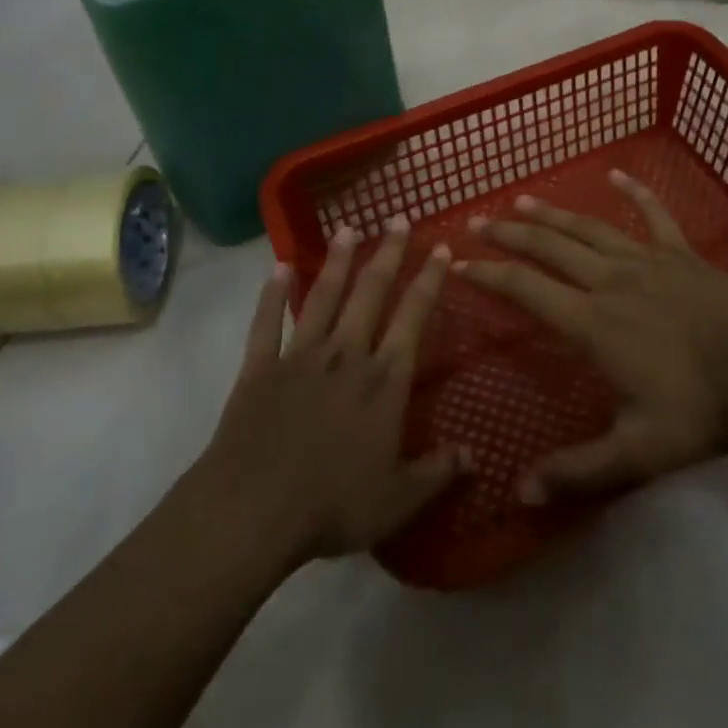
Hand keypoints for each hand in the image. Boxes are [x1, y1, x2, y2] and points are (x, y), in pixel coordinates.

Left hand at [198, 217, 466, 568]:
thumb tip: (475, 457)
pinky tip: (279, 266)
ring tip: (348, 228)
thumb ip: (437, 474)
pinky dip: (272, 294)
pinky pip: (267, 322)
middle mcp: (346, 354)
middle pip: (371, 293)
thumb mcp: (397, 501)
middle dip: (388, 253)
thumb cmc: (332, 505)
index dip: (429, 281)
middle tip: (397, 218)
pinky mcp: (261, 366)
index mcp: (384, 381)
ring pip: (324, 296)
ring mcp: (300, 355)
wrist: (253, 509)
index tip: (440, 248)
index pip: (413, 317)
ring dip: (338, 261)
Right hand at [457, 170, 727, 504]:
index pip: (526, 290)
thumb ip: (580, 472)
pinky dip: (634, 192)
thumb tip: (521, 494)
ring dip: (552, 212)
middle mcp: (609, 281)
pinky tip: (617, 173)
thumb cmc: (703, 408)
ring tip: (522, 200)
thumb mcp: (639, 452)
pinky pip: (653, 214)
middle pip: (549, 248)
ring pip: (588, 228)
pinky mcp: (680, 253)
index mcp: (592, 322)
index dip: (489, 276)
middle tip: (478, 222)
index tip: (458, 265)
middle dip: (509, 234)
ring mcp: (646, 260)